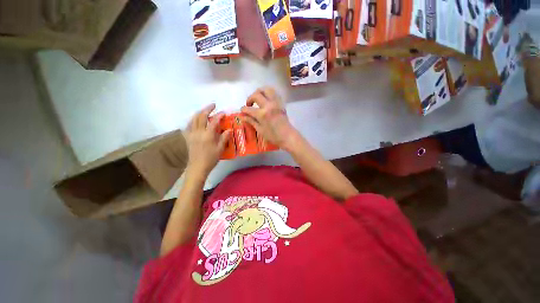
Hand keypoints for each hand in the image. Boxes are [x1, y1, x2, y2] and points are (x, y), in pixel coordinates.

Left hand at [185, 104, 230, 176]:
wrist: (197, 167)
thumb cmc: (211, 159)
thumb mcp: (220, 149)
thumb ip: (224, 138)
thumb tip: (229, 129)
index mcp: (208, 135)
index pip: (214, 121)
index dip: (219, 116)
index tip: (224, 113)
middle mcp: (198, 132)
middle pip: (201, 116)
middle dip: (207, 109)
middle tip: (213, 105)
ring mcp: (191, 134)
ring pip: (193, 119)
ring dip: (199, 112)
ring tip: (205, 110)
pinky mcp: (188, 137)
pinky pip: (188, 125)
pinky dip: (192, 120)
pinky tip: (195, 120)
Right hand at [241, 87, 298, 149]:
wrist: (288, 136)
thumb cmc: (273, 136)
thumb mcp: (260, 130)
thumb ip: (251, 121)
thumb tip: (242, 116)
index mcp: (262, 114)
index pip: (249, 109)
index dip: (243, 109)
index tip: (242, 111)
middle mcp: (269, 105)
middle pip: (256, 95)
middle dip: (250, 98)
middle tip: (249, 104)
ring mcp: (276, 103)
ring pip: (266, 89)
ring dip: (259, 92)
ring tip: (257, 98)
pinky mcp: (281, 103)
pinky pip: (274, 93)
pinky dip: (268, 93)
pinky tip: (265, 99)